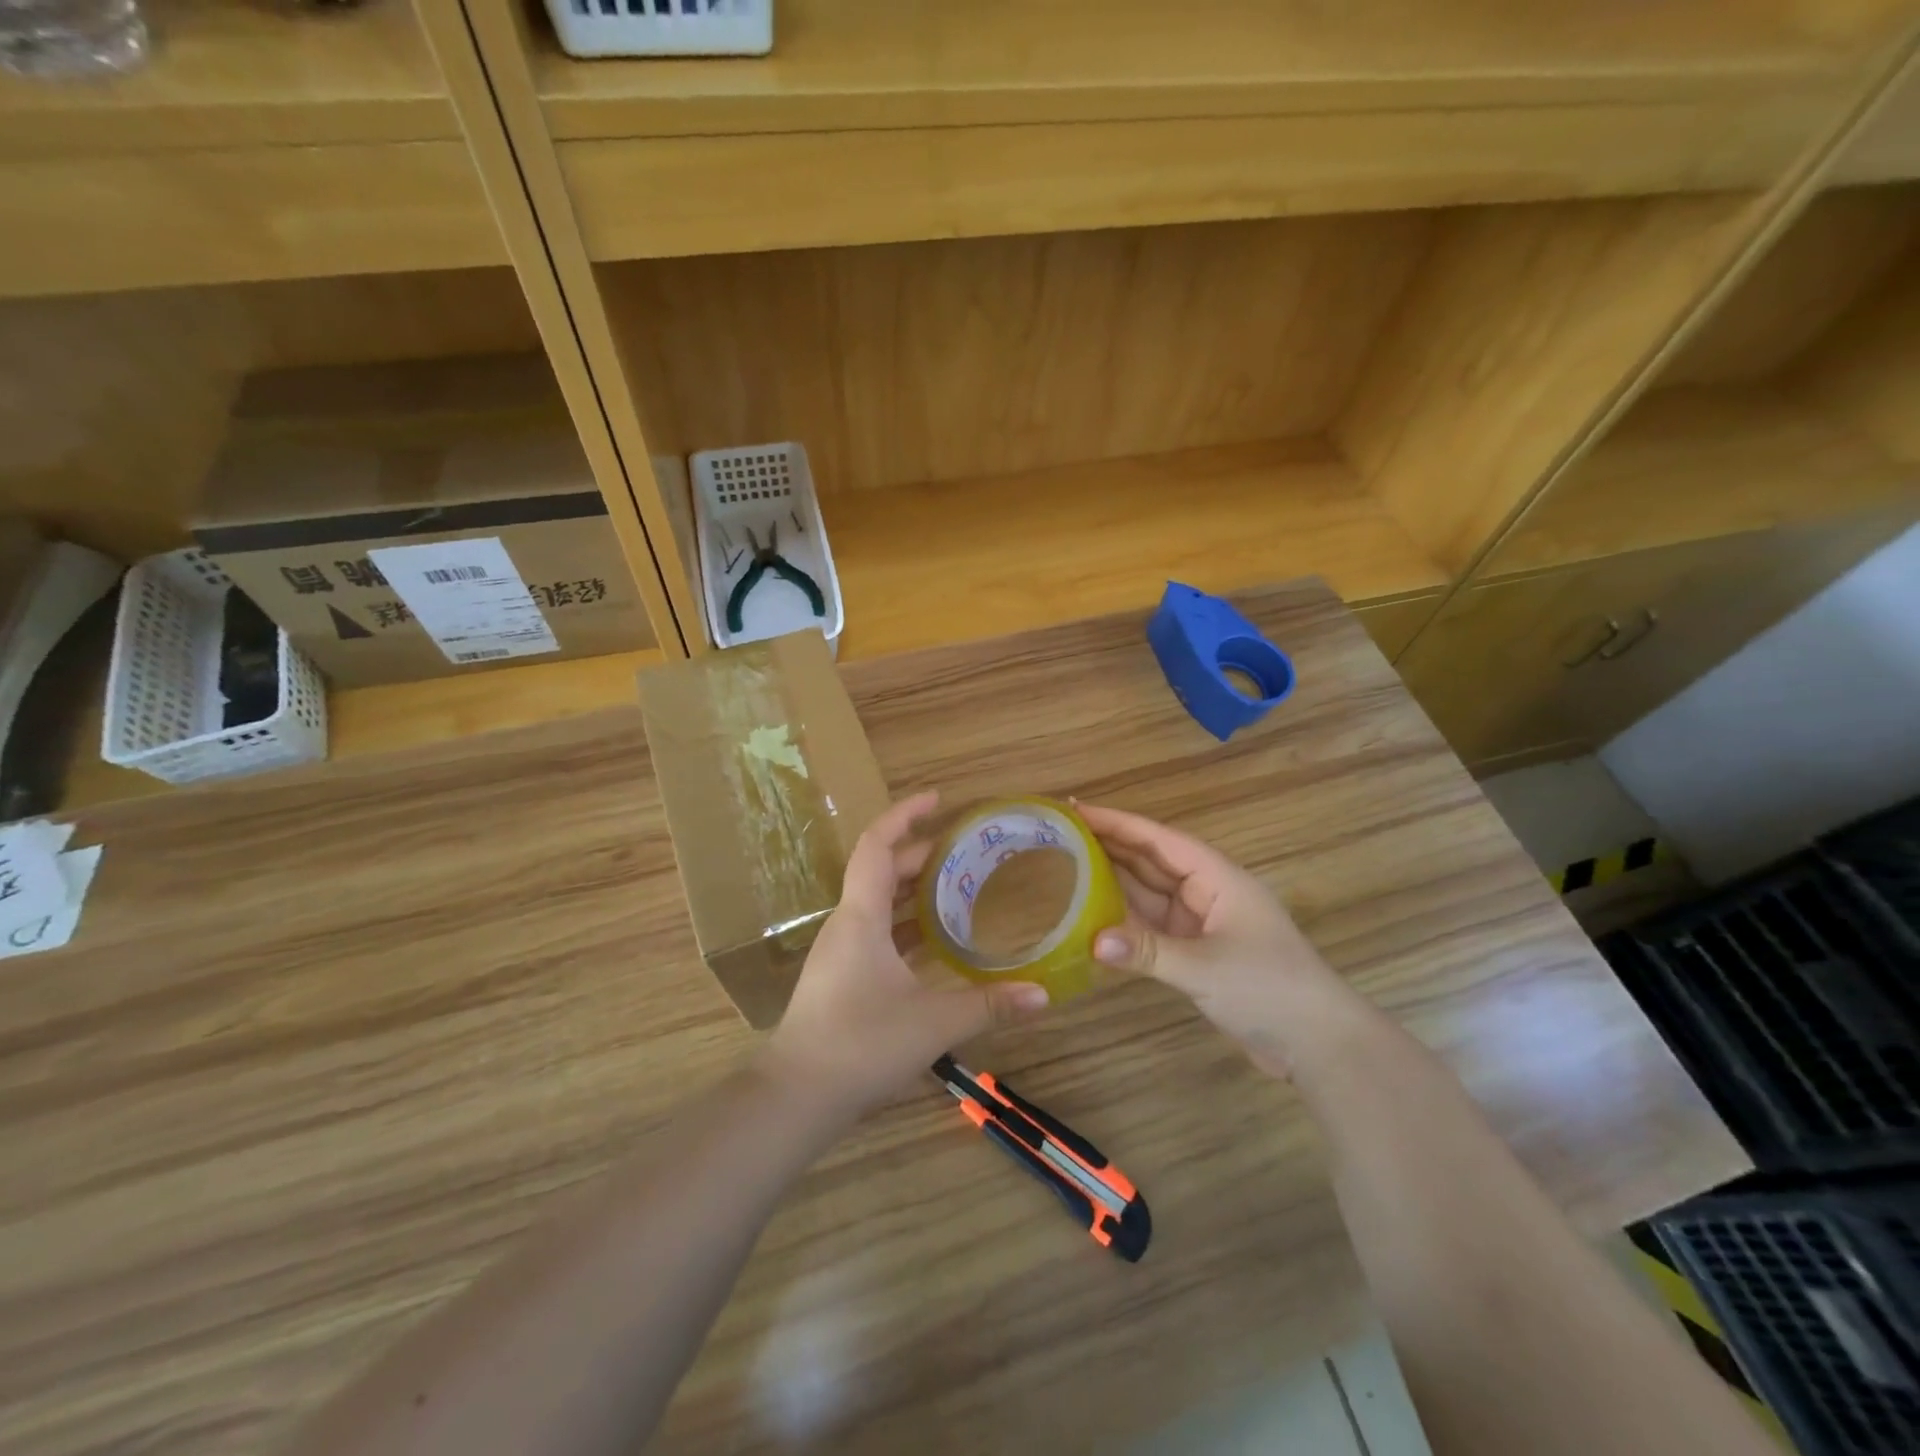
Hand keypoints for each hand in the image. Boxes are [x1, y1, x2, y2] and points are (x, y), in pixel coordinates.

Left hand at [763, 791, 1050, 1118]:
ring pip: (878, 902)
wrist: (796, 1095)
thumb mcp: (933, 1022)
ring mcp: (841, 951)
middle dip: (920, 853)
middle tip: (964, 850)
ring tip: (957, 885)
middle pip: (881, 871)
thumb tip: (1044, 995)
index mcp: (861, 916)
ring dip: (913, 889)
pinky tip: (935, 939)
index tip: (937, 799)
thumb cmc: (860, 1043)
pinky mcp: (842, 976)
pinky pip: (877, 930)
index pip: (877, 845)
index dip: (905, 814)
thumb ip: (989, 1006)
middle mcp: (848, 924)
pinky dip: (906, 922)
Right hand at [1077, 802, 1364, 1078]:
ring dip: (1113, 880)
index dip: (1117, 822)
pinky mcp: (1195, 951)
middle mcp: (1206, 891)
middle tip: (1059, 832)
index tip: (1076, 808)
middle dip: (1109, 845)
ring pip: (1148, 892)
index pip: (1158, 840)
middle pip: (1150, 860)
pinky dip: (1124, 920)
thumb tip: (1092, 940)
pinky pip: (1151, 925)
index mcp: (1217, 877)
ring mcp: (1200, 921)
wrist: (1318, 1042)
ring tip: (1065, 863)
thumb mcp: (1206, 968)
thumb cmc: (1269, 988)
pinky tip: (1093, 914)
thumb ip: (1148, 952)